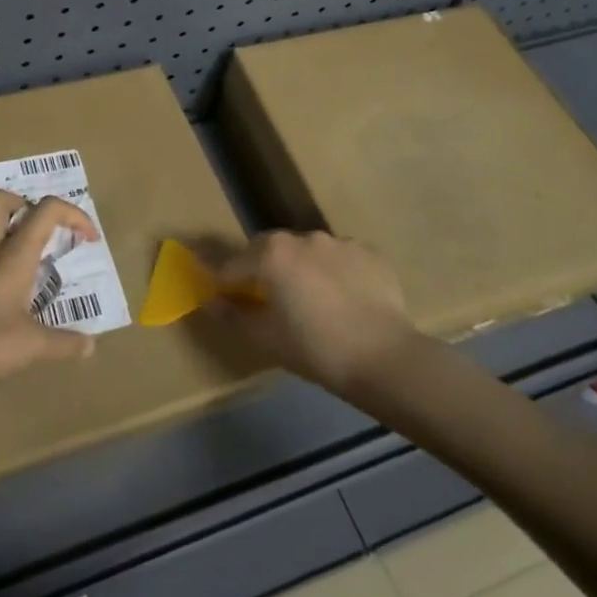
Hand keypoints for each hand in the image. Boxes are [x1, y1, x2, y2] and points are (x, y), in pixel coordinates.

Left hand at [0, 189, 101, 392]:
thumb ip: (65, 343)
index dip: (74, 215)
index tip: (87, 238)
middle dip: (24, 204)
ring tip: (9, 238)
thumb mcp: (32, 346)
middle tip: (38, 230)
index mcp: (14, 256)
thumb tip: (90, 346)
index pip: (47, 211)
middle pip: (0, 199)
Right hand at [211, 231, 424, 394]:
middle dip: (262, 268)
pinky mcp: (370, 253)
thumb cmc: (315, 349)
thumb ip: (232, 315)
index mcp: (271, 254)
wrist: (385, 358)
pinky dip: (335, 273)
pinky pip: (341, 259)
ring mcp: (340, 242)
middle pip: (269, 248)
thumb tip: (211, 301)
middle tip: (268, 300)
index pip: (233, 265)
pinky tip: (344, 301)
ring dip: (301, 268)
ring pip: (308, 251)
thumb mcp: (265, 338)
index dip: (224, 284)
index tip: (223, 300)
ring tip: (312, 301)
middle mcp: (304, 238)